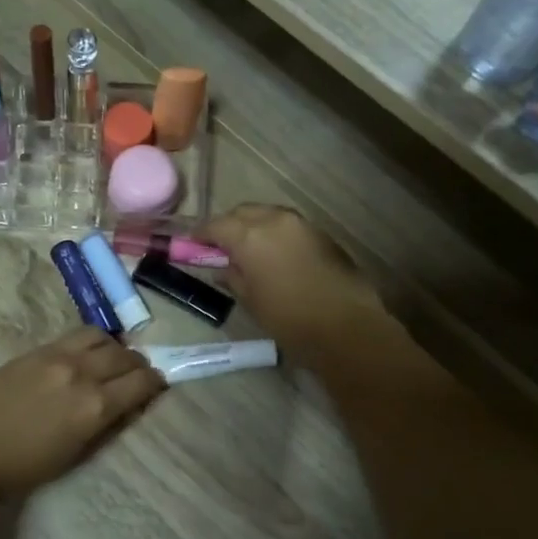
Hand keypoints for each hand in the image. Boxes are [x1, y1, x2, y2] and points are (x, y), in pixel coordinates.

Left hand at [0, 329, 165, 501]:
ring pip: (102, 337)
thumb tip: (130, 405)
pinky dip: (90, 343)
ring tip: (110, 361)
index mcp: (95, 406)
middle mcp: (82, 373)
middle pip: (126, 356)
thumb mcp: (78, 453)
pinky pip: (75, 336)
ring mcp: (58, 356)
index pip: (141, 382)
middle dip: (138, 365)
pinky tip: (85, 355)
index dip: (155, 384)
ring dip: (114, 348)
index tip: (157, 387)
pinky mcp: (37, 349)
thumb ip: (108, 424)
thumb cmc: (27, 466)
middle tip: (137, 375)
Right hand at [199, 205, 384, 362]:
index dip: (200, 235)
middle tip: (218, 247)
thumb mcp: (250, 300)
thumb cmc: (289, 318)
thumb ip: (232, 275)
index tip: (191, 245)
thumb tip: (224, 265)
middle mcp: (274, 220)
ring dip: (252, 226)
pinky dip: (274, 233)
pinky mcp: (321, 234)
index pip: (215, 225)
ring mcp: (301, 224)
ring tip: (246, 249)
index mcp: (250, 235)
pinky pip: (287, 225)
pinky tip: (273, 254)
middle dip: (227, 225)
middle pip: (241, 212)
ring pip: (267, 214)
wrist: (346, 326)